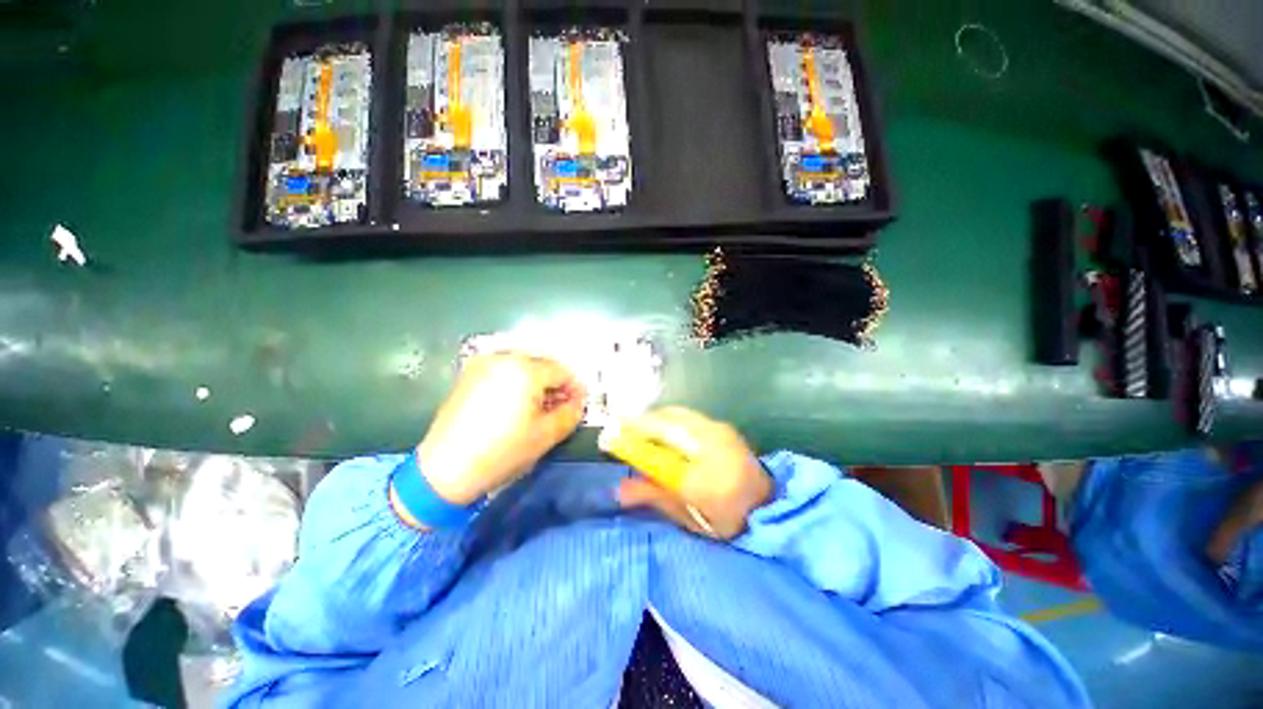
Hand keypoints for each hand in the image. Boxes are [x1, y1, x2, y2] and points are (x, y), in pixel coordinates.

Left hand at [416, 353, 585, 505]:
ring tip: (538, 409)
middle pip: (542, 365)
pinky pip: (504, 371)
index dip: (575, 388)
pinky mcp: (469, 375)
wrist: (445, 468)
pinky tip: (516, 405)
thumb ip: (571, 414)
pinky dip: (516, 383)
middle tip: (560, 408)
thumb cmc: (502, 451)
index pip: (562, 371)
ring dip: (537, 384)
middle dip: (555, 385)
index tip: (577, 405)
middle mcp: (504, 358)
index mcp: (525, 369)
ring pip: (523, 367)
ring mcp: (483, 364)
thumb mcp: (546, 435)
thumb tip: (577, 403)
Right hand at [612, 407, 771, 539]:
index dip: (630, 444)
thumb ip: (653, 497)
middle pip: (666, 424)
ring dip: (652, 418)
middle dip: (639, 423)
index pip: (658, 456)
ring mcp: (719, 432)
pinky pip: (686, 415)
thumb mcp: (688, 516)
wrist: (768, 504)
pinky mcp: (722, 426)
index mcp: (704, 480)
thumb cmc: (726, 519)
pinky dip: (667, 418)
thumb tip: (619, 489)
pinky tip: (659, 428)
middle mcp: (712, 448)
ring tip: (636, 427)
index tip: (608, 437)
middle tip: (618, 427)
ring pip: (676, 414)